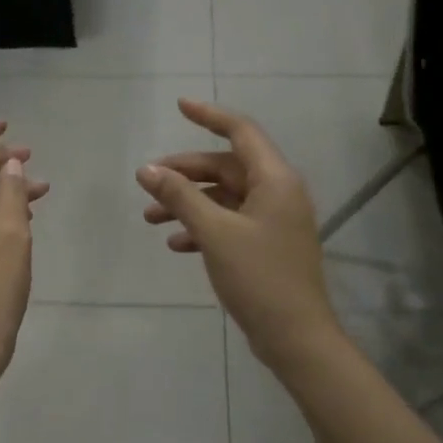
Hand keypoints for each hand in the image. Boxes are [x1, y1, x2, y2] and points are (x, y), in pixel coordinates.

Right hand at [137, 99, 341, 370]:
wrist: (295, 336)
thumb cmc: (258, 277)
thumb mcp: (214, 233)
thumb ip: (181, 196)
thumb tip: (147, 169)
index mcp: (275, 179)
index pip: (240, 132)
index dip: (209, 116)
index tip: (179, 106)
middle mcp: (278, 192)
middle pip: (226, 167)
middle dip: (185, 173)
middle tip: (147, 182)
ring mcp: (273, 220)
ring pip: (224, 197)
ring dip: (188, 203)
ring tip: (150, 219)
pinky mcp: (266, 245)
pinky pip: (229, 223)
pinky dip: (202, 227)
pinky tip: (176, 244)